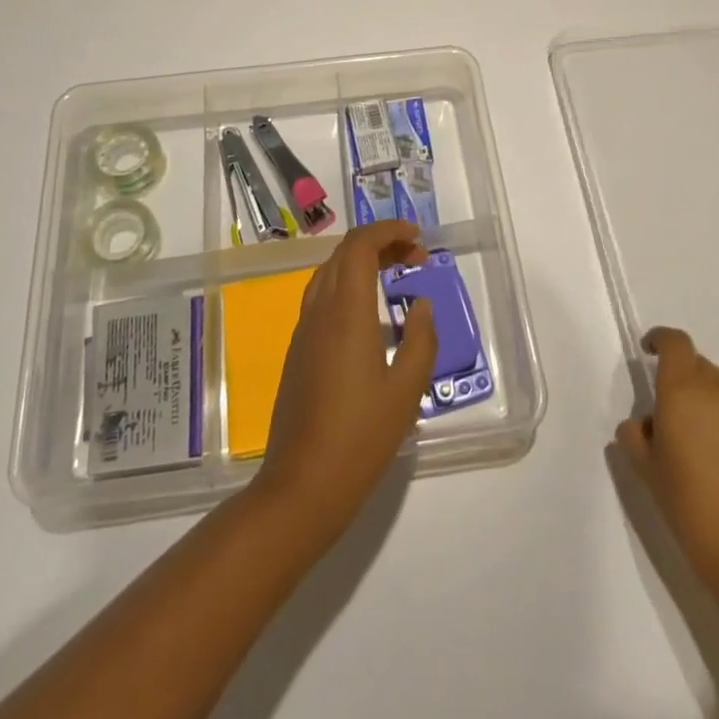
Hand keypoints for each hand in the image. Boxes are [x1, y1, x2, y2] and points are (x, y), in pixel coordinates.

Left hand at [258, 221, 437, 533]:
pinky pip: (321, 298)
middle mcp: (319, 312)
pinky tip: (368, 314)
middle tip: (415, 258)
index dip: (388, 231)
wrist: (300, 487)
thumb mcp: (405, 392)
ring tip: (394, 277)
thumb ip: (420, 341)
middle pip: (344, 254)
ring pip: (329, 273)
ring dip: (361, 263)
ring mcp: (303, 332)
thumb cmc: (359, 439)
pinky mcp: (298, 352)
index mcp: (345, 313)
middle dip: (380, 243)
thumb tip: (420, 305)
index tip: (417, 238)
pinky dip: (347, 285)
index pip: (359, 246)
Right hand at [615, 327, 718, 584]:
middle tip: (670, 412)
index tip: (648, 352)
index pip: (674, 342)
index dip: (660, 340)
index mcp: (683, 389)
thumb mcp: (646, 469)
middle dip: (681, 377)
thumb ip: (635, 435)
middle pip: (697, 363)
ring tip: (700, 434)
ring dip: (708, 395)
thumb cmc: (690, 505)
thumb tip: (644, 423)